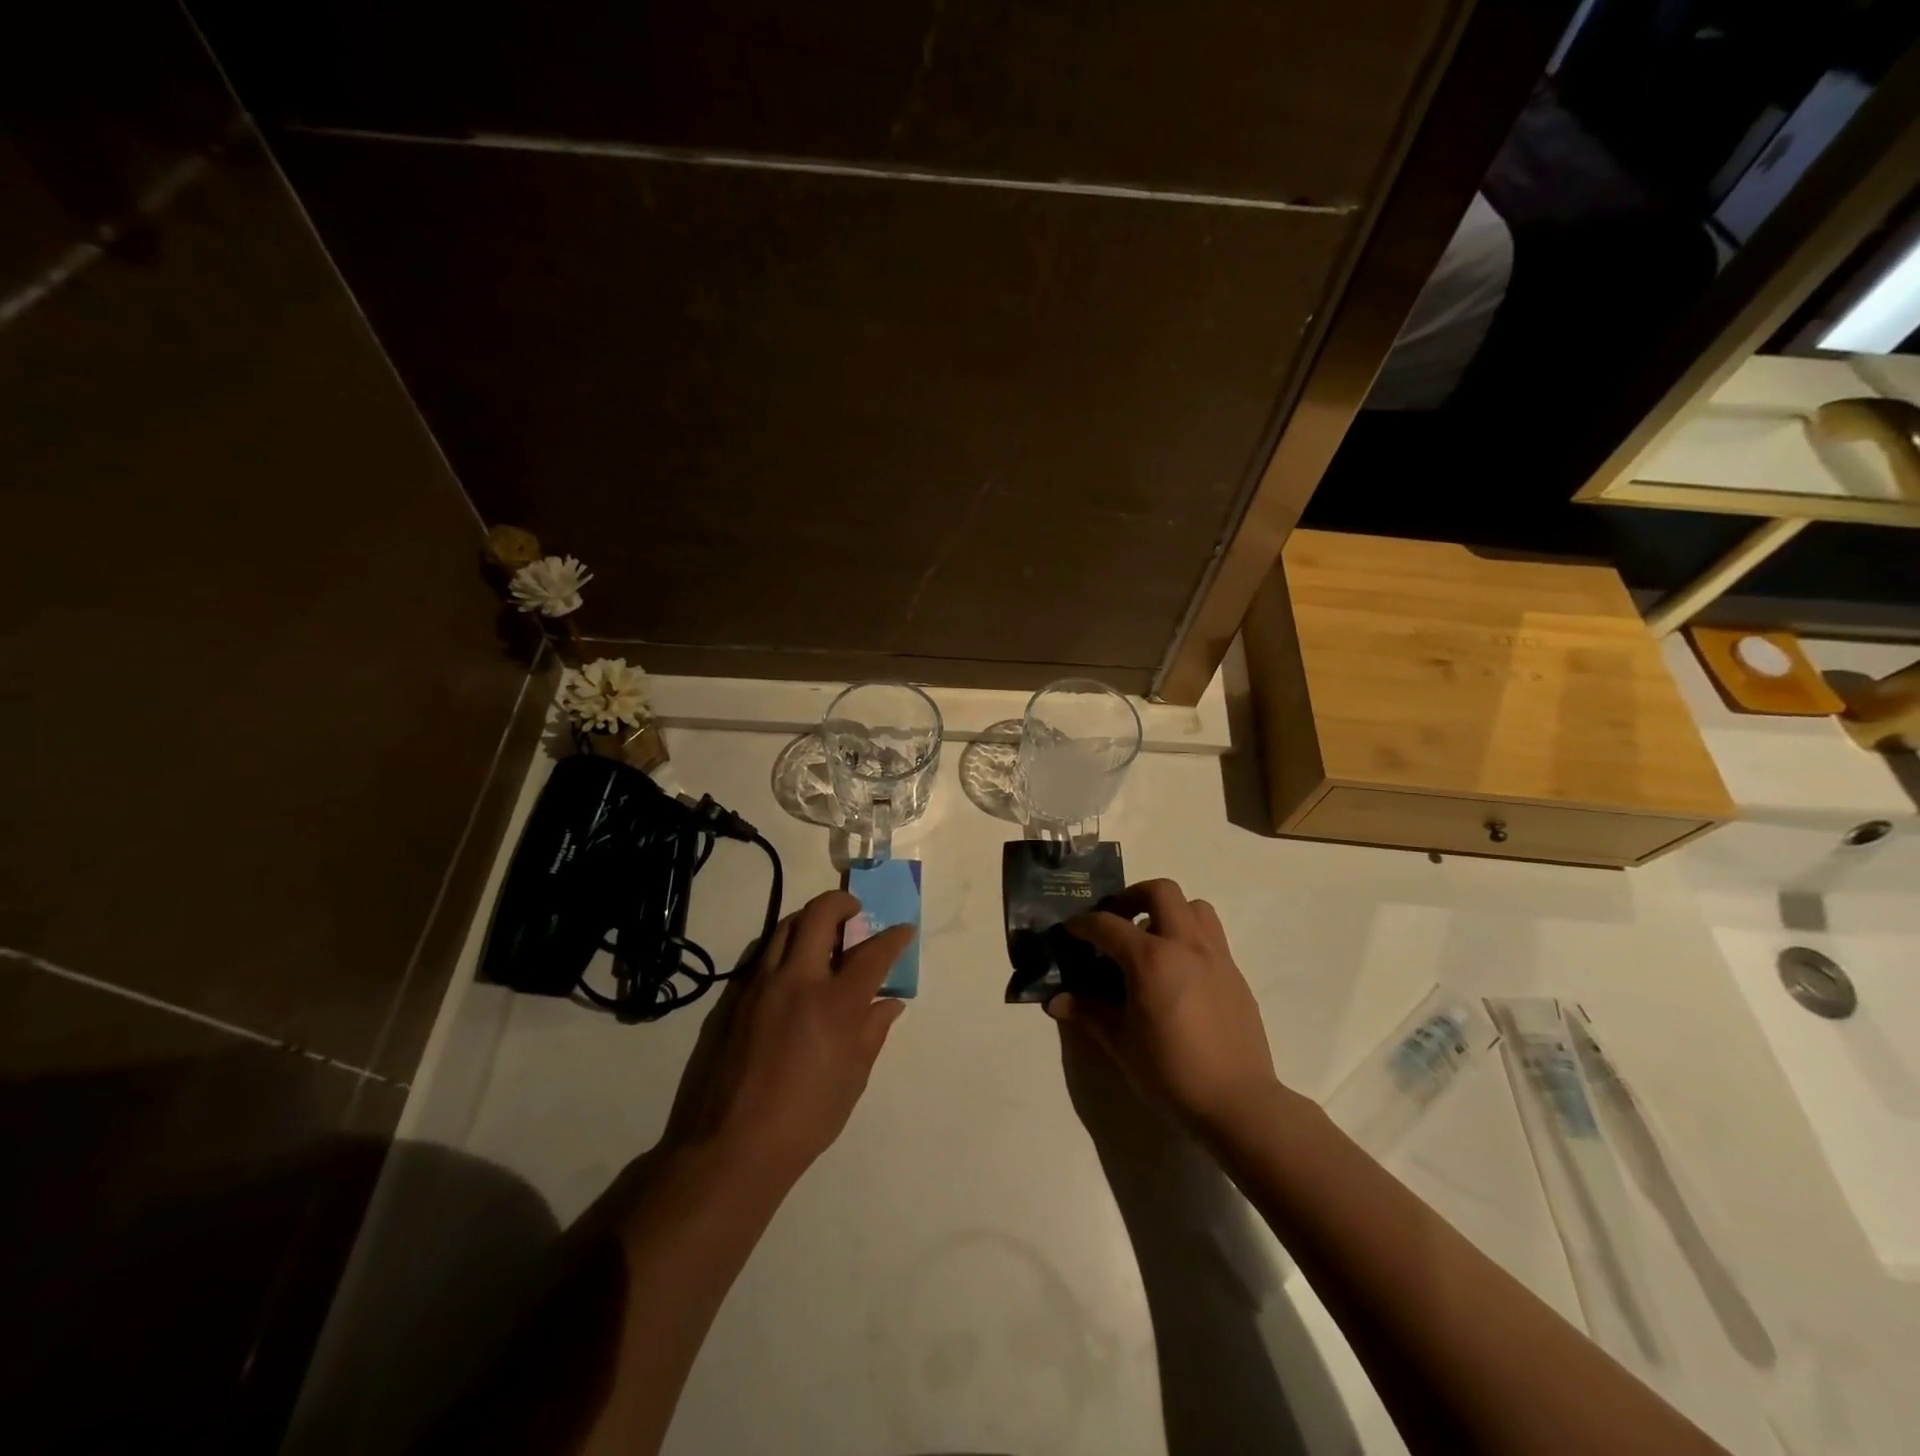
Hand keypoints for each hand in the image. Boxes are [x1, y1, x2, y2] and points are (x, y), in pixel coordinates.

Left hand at [684, 890, 912, 1185]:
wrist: (733, 1145)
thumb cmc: (806, 1118)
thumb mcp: (853, 1078)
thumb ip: (872, 1032)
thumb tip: (889, 1003)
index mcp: (836, 1003)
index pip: (873, 952)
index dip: (894, 937)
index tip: (903, 930)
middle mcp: (798, 980)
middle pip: (820, 915)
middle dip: (842, 903)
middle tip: (855, 912)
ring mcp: (761, 984)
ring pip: (786, 927)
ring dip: (810, 919)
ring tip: (823, 933)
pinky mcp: (735, 997)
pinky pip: (762, 954)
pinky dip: (784, 947)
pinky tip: (792, 969)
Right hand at [1047, 879, 1277, 1128]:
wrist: (1238, 1103)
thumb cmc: (1171, 1073)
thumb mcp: (1120, 1043)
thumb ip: (1088, 1014)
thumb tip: (1057, 1001)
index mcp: (1151, 960)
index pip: (1108, 925)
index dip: (1083, 924)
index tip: (1070, 930)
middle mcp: (1185, 945)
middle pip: (1161, 891)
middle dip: (1132, 897)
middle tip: (1117, 920)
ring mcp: (1216, 957)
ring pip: (1194, 906)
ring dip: (1169, 911)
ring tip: (1152, 939)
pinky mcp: (1235, 974)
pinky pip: (1211, 936)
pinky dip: (1189, 938)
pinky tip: (1178, 973)